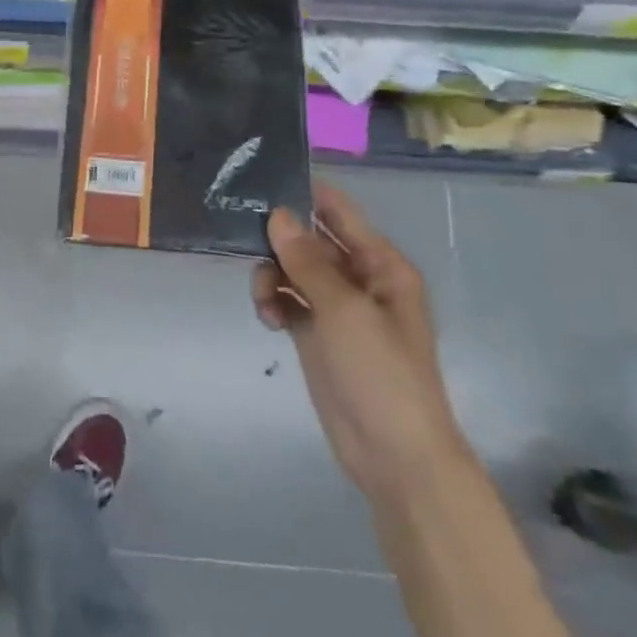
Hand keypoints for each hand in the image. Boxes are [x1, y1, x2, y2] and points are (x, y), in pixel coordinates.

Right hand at [251, 182, 471, 505]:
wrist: (393, 454)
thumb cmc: (381, 373)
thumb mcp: (344, 311)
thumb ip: (308, 261)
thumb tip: (278, 214)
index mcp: (381, 266)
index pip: (340, 214)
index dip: (305, 194)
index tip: (260, 181)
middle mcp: (359, 280)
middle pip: (310, 241)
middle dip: (279, 239)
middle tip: (243, 239)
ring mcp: (337, 309)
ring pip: (292, 271)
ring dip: (272, 276)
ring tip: (264, 298)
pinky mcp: (317, 335)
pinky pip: (287, 301)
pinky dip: (273, 303)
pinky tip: (267, 318)